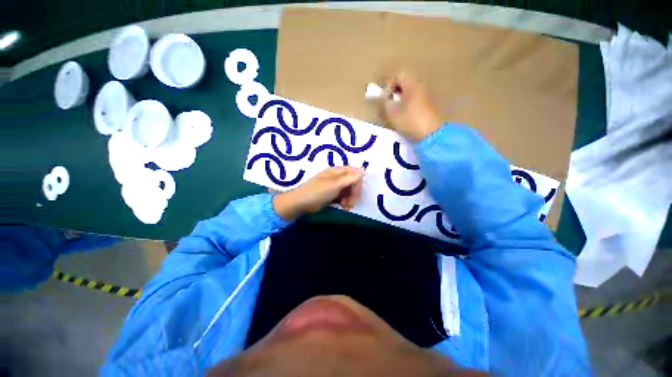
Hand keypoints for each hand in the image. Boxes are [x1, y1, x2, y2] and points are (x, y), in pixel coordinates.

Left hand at [273, 167, 363, 220]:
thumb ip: (349, 178)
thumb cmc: (318, 191)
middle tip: (351, 202)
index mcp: (337, 171)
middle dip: (354, 193)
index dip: (358, 183)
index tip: (356, 193)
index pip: (354, 173)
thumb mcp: (334, 184)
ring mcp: (334, 186)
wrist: (301, 203)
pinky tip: (343, 207)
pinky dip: (345, 202)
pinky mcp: (331, 195)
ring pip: (348, 191)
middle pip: (352, 182)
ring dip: (350, 199)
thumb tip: (362, 171)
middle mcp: (337, 177)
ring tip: (346, 206)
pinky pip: (343, 196)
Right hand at [380, 72, 442, 141]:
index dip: (389, 84)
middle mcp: (422, 88)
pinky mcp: (431, 106)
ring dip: (401, 99)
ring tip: (395, 112)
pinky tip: (405, 116)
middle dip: (395, 92)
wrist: (432, 135)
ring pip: (411, 92)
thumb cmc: (410, 122)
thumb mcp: (393, 115)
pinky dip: (409, 105)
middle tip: (389, 104)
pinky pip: (416, 100)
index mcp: (413, 86)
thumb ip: (385, 105)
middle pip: (406, 83)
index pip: (399, 75)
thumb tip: (383, 99)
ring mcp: (428, 97)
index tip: (385, 97)